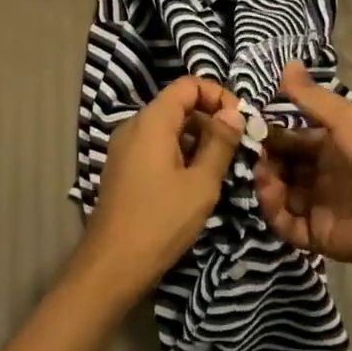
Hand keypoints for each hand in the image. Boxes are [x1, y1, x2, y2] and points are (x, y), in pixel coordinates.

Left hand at [75, 76, 244, 302]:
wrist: (111, 265)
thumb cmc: (161, 221)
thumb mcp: (201, 184)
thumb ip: (219, 143)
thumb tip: (234, 111)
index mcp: (152, 121)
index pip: (187, 85)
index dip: (217, 94)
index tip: (240, 120)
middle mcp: (134, 125)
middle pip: (177, 104)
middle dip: (210, 118)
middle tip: (238, 146)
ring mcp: (125, 147)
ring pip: (167, 127)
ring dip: (197, 138)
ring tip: (222, 166)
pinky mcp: (123, 167)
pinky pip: (155, 145)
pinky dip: (179, 151)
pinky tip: (196, 179)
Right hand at [254, 63, 351, 281]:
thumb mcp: (346, 119)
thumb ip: (311, 97)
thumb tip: (286, 61)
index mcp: (331, 145)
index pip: (291, 138)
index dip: (271, 133)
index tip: (250, 125)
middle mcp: (322, 174)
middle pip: (282, 166)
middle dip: (265, 158)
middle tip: (251, 151)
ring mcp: (318, 205)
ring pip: (279, 193)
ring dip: (265, 181)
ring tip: (261, 172)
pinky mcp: (316, 234)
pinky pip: (285, 223)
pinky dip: (272, 209)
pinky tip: (269, 192)